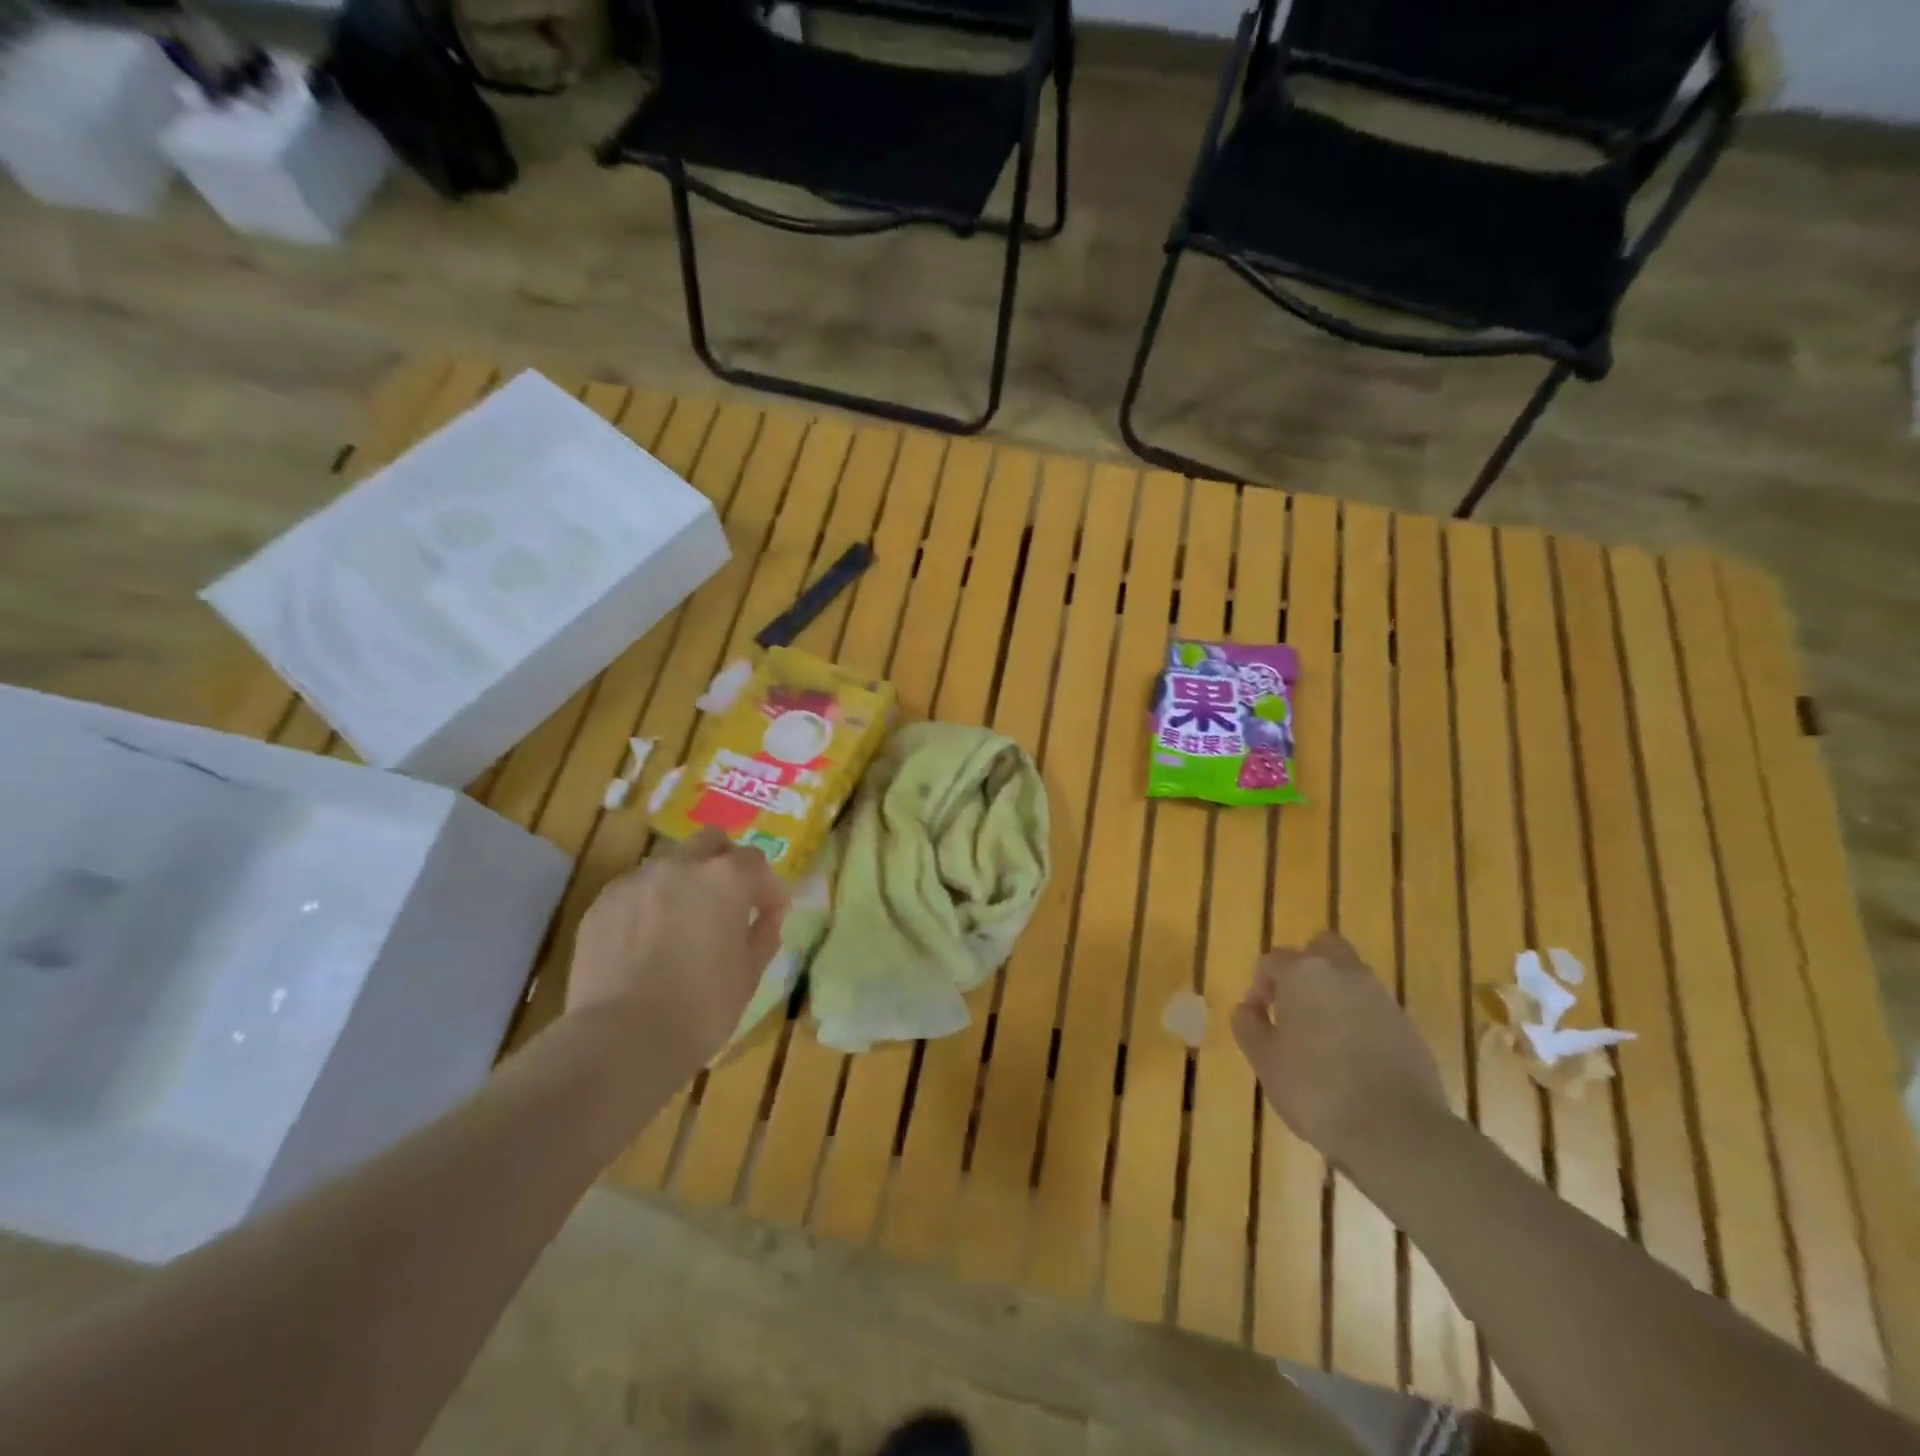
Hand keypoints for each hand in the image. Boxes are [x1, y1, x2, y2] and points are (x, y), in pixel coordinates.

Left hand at [567, 829, 786, 1078]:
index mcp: (725, 878)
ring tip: (681, 923)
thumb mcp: (750, 973)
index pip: (755, 862)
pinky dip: (647, 904)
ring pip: (669, 864)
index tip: (767, 914)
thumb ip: (764, 933)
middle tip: (725, 903)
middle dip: (723, 864)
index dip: (766, 888)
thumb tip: (767, 915)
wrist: (623, 1040)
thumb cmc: (702, 1008)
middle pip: (710, 842)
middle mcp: (680, 866)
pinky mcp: (602, 904)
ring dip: (683, 882)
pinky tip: (645, 942)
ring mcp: (636, 881)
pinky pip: (634, 891)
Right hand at [1231, 931, 1447, 1160]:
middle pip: (1322, 949)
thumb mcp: (1264, 1060)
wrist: (1397, 1131)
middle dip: (1305, 970)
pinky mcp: (1408, 1027)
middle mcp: (1344, 973)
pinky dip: (1360, 1022)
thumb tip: (1247, 1009)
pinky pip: (1374, 1010)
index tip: (1257, 1017)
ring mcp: (1381, 999)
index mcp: (1304, 973)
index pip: (1273, 960)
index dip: (1259, 985)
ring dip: (1334, 995)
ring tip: (1323, 1037)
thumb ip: (1248, 1025)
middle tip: (1293, 1006)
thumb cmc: (1316, 1089)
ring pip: (1351, 978)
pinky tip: (1353, 1059)